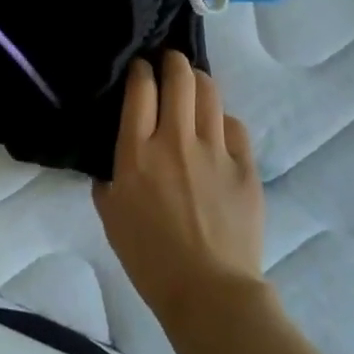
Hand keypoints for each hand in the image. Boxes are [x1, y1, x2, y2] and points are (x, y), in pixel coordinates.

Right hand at [94, 52, 264, 325]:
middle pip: (179, 79)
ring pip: (210, 93)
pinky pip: (234, 126)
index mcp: (137, 152)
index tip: (140, 68)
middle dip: (173, 62)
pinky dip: (222, 119)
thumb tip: (115, 161)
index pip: (140, 89)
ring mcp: (215, 151)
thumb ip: (109, 178)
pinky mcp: (245, 167)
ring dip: (199, 80)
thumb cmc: (149, 257)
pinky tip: (217, 127)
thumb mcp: (110, 214)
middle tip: (169, 62)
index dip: (141, 70)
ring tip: (194, 82)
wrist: (208, 291)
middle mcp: (176, 140)